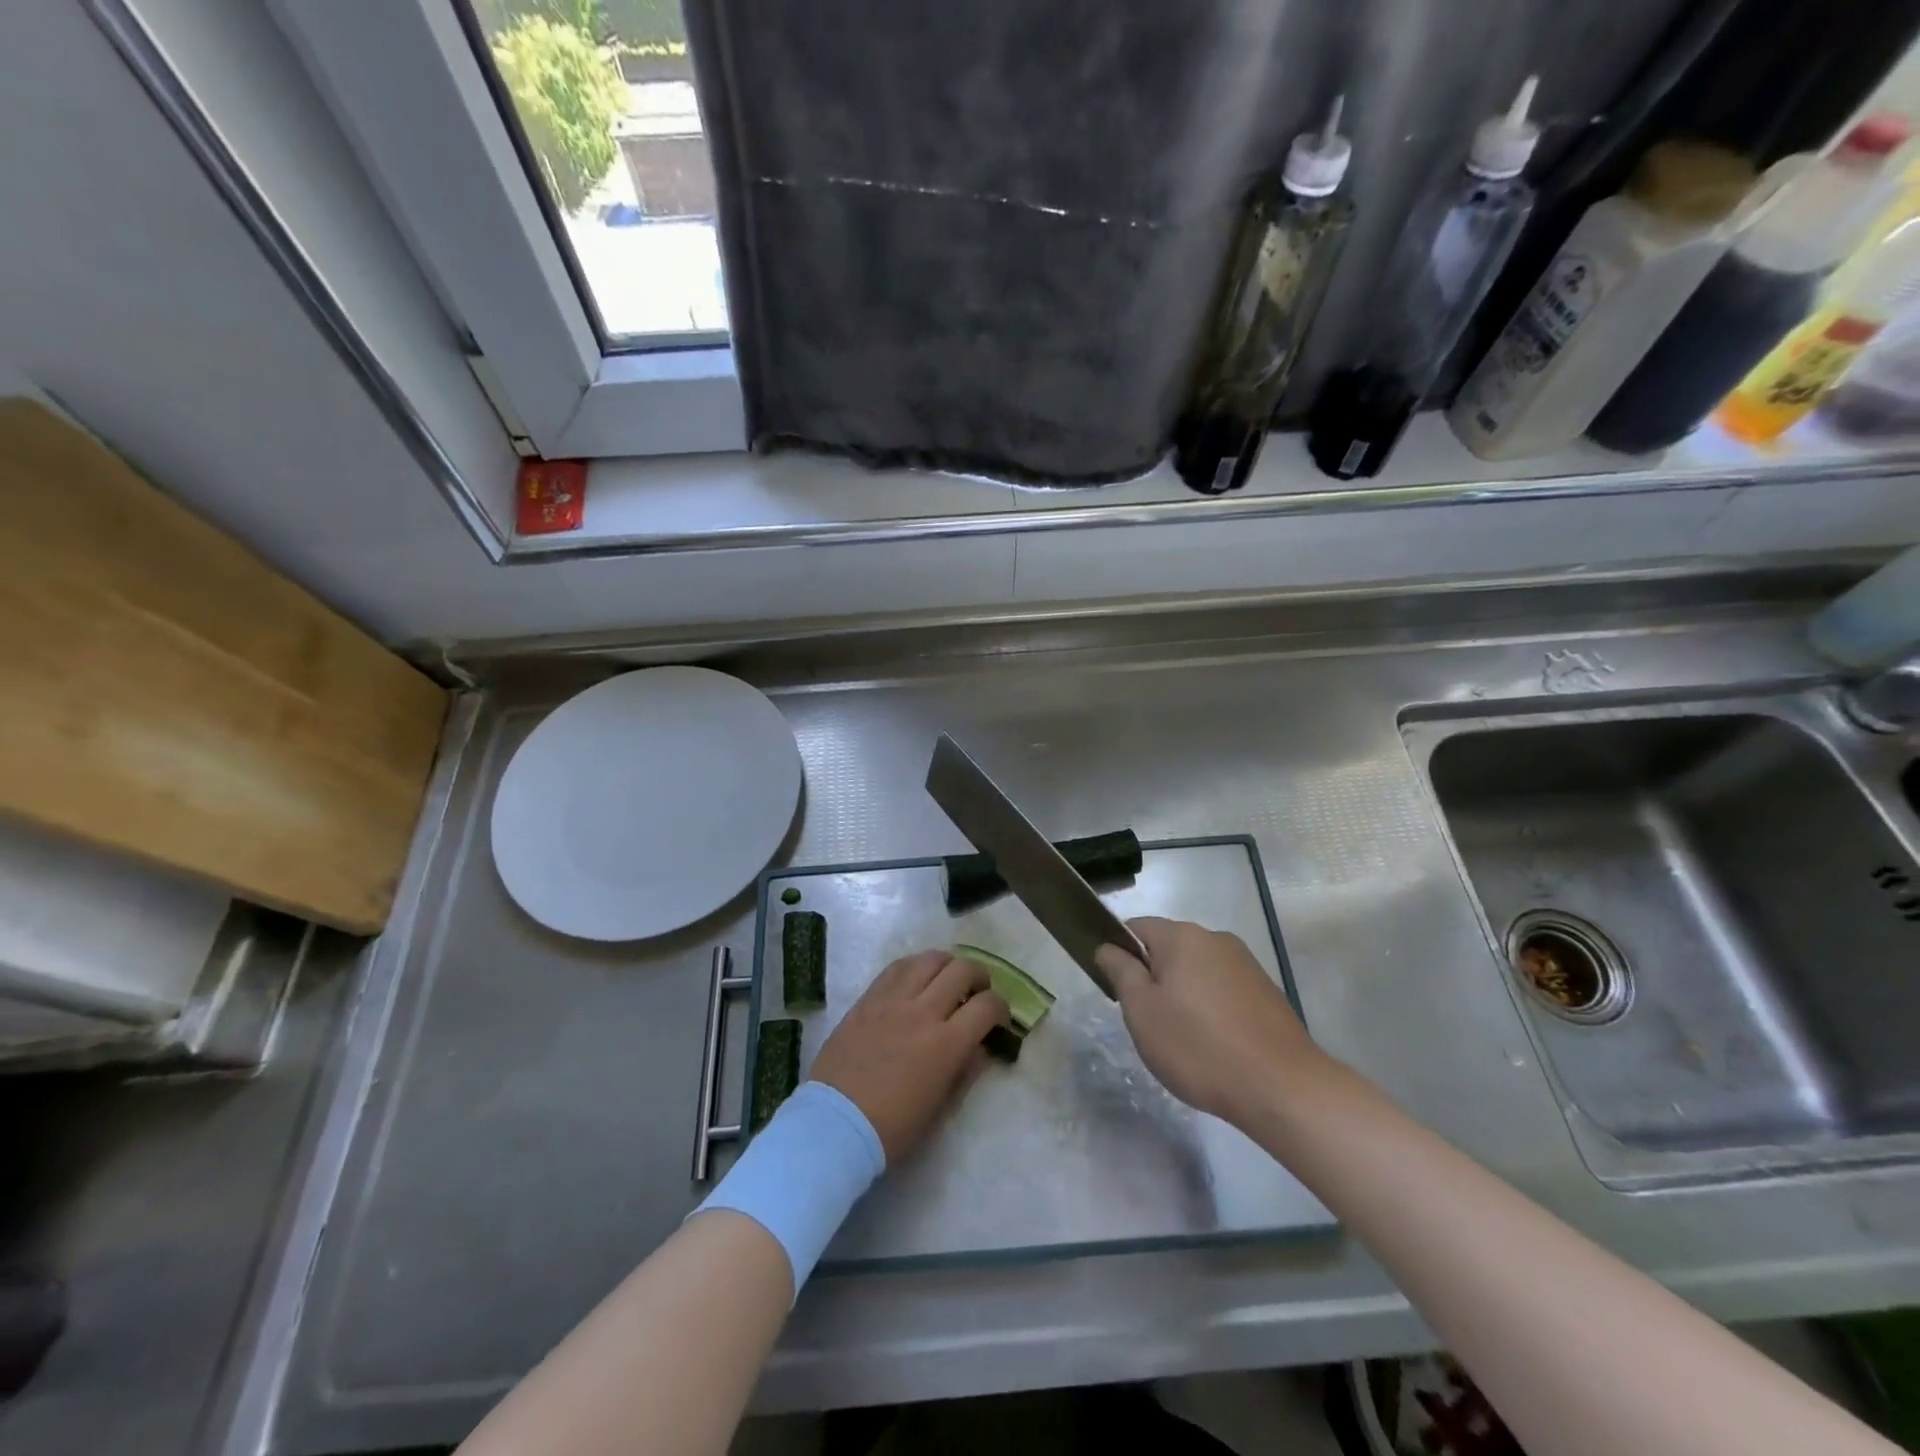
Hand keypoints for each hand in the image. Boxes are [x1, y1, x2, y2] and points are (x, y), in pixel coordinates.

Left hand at [809, 951, 1009, 1162]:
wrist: (835, 1124)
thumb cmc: (892, 1127)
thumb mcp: (941, 1108)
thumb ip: (965, 1070)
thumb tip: (980, 1046)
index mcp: (946, 1044)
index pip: (986, 1006)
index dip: (1000, 1007)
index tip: (998, 1017)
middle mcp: (923, 1012)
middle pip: (961, 971)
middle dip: (979, 977)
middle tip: (977, 990)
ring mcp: (892, 1000)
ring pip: (929, 959)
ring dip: (948, 964)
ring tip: (948, 978)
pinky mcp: (868, 998)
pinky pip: (897, 967)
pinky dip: (915, 966)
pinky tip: (917, 977)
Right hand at [1096, 917, 1326, 1125]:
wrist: (1282, 1088)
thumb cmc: (1198, 1047)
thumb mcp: (1142, 1011)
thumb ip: (1120, 971)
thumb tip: (1107, 947)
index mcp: (1182, 936)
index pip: (1136, 928)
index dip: (1120, 952)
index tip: (1117, 989)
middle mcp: (1216, 939)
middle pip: (1169, 948)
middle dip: (1153, 977)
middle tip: (1147, 1021)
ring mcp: (1246, 964)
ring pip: (1197, 970)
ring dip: (1183, 994)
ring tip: (1182, 1039)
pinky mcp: (1266, 992)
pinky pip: (1223, 989)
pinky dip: (1211, 1008)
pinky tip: (1214, 1045)